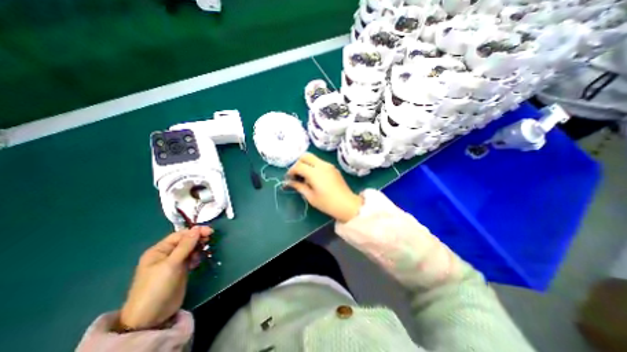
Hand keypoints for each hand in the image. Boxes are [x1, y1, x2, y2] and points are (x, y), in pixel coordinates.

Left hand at [118, 226, 211, 329]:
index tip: (210, 232)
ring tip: (201, 254)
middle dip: (197, 239)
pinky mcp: (181, 270)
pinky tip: (197, 262)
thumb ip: (185, 246)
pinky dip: (196, 257)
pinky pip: (191, 258)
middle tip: (209, 240)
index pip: (180, 235)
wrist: (151, 317)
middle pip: (186, 241)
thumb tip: (197, 228)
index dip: (195, 232)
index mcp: (159, 250)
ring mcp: (174, 263)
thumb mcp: (171, 264)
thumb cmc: (157, 287)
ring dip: (198, 248)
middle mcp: (166, 254)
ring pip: (190, 249)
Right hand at [286, 153, 362, 222]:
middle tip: (296, 174)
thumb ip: (299, 186)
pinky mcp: (333, 168)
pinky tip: (314, 177)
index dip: (291, 171)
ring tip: (304, 176)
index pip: (298, 165)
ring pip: (313, 158)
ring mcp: (329, 165)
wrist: (347, 204)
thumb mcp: (310, 196)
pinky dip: (313, 166)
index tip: (289, 178)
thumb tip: (289, 182)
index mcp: (314, 172)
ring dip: (306, 163)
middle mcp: (321, 165)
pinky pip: (320, 162)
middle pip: (305, 156)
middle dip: (298, 163)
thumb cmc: (327, 203)